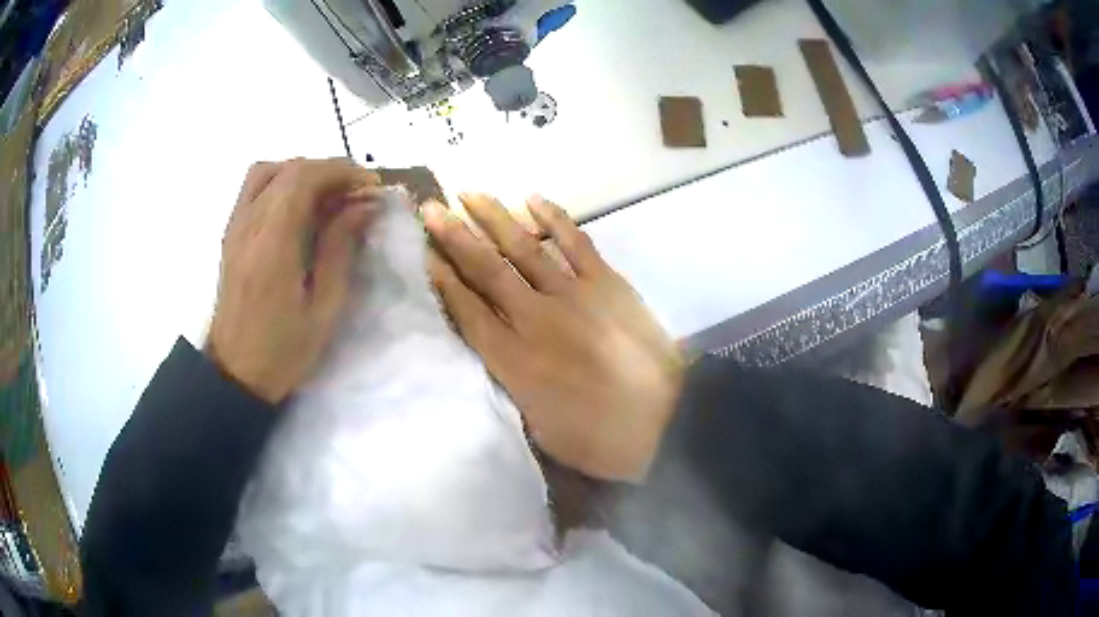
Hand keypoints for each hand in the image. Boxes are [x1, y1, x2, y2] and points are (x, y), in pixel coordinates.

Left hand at [208, 158, 379, 403]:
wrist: (234, 374)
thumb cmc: (283, 351)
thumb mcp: (324, 308)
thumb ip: (340, 248)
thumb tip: (364, 205)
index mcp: (271, 244)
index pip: (303, 177)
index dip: (341, 171)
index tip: (371, 186)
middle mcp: (248, 225)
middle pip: (288, 168)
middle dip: (328, 170)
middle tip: (357, 192)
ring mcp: (234, 227)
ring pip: (267, 171)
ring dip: (302, 172)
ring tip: (327, 195)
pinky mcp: (230, 234)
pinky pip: (254, 188)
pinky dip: (282, 182)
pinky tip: (300, 207)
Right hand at [424, 194, 683, 481]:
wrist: (665, 421)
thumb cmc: (599, 438)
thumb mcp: (538, 428)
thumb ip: (511, 387)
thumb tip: (496, 355)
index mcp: (513, 360)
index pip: (467, 310)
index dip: (442, 280)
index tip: (423, 253)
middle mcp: (534, 318)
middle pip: (486, 270)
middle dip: (454, 237)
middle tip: (430, 208)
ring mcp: (572, 294)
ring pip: (523, 247)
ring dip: (494, 217)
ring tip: (468, 193)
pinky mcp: (606, 282)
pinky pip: (575, 241)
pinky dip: (553, 218)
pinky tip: (532, 199)